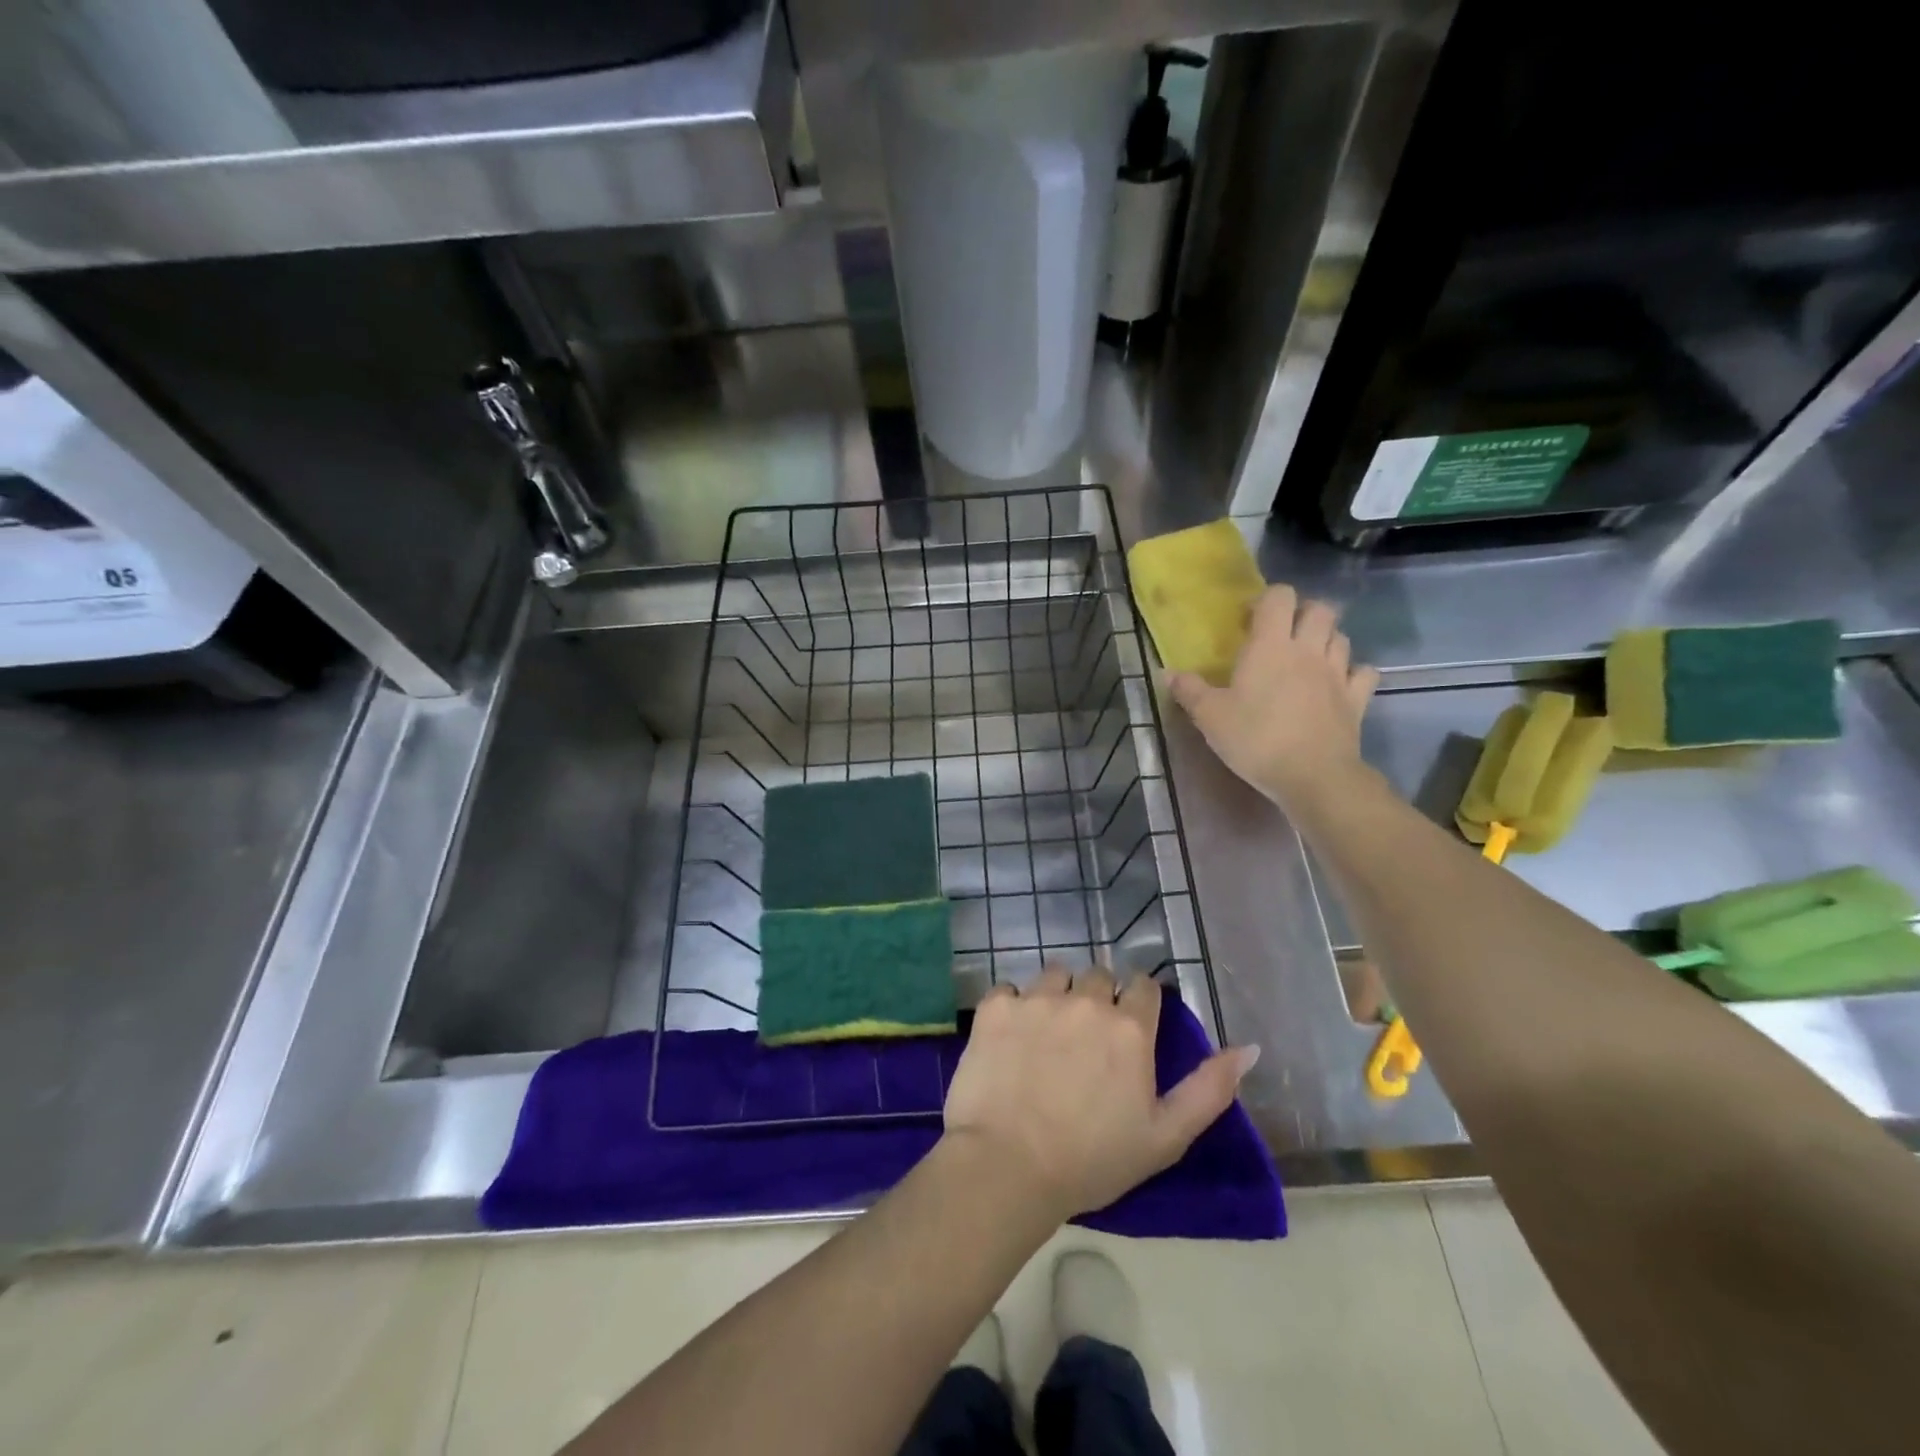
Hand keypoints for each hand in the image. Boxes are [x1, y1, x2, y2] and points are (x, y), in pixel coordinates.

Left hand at [942, 968, 1259, 1223]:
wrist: (1008, 1166)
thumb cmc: (1093, 1160)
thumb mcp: (1166, 1136)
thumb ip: (1211, 1088)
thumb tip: (1249, 1048)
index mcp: (1130, 1028)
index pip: (1143, 986)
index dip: (1139, 1002)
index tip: (1130, 1025)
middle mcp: (1085, 1000)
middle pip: (1098, 976)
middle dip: (1097, 997)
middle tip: (1086, 1038)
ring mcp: (1037, 999)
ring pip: (1055, 974)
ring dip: (1057, 994)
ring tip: (1048, 1032)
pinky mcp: (996, 1006)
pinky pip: (1009, 989)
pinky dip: (1012, 1007)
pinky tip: (1010, 1039)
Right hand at [1168, 584, 1379, 812]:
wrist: (1313, 775)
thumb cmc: (1256, 739)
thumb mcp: (1210, 717)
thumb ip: (1189, 691)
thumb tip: (1167, 672)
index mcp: (1271, 646)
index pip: (1279, 597)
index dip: (1265, 600)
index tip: (1248, 621)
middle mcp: (1308, 650)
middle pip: (1320, 609)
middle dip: (1302, 613)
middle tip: (1282, 634)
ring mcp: (1337, 673)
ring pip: (1341, 637)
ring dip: (1326, 639)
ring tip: (1307, 657)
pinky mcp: (1357, 699)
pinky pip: (1363, 673)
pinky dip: (1353, 672)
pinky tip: (1339, 682)